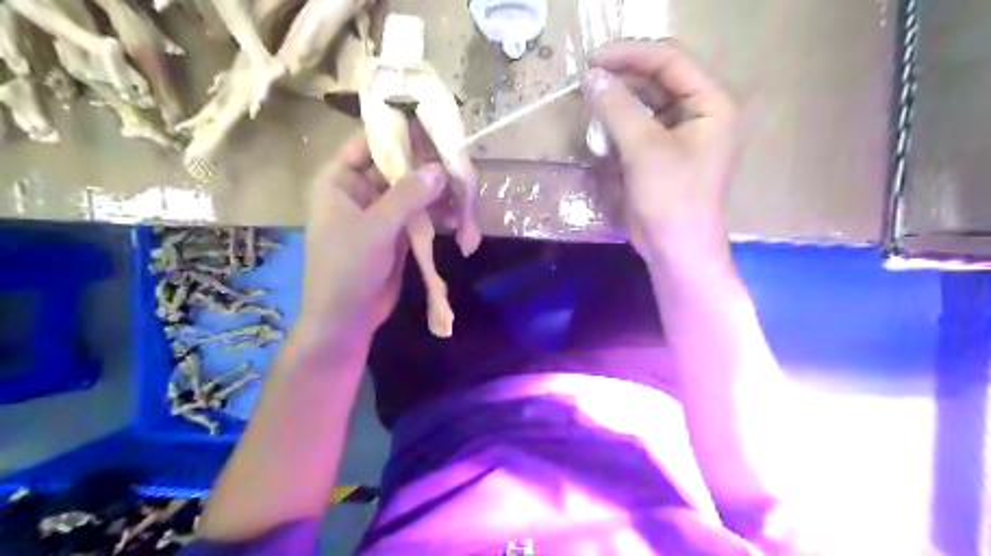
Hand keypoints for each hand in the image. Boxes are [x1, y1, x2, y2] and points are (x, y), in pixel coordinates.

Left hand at [298, 132, 445, 340]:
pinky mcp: (398, 231)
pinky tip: (457, 218)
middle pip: (397, 166)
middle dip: (427, 167)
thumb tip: (439, 168)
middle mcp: (360, 190)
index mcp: (340, 180)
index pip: (369, 143)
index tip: (432, 125)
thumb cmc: (347, 269)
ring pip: (413, 191)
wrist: (347, 317)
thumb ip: (407, 196)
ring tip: (463, 194)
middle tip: (458, 163)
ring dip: (437, 194)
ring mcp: (382, 212)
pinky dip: (437, 214)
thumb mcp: (375, 228)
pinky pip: (420, 214)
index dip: (398, 132)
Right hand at [587, 40, 734, 263]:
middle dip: (623, 77)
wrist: (676, 250)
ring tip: (590, 102)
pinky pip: (640, 126)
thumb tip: (592, 77)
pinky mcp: (663, 153)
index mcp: (710, 103)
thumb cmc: (671, 198)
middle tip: (587, 79)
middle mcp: (699, 112)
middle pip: (659, 79)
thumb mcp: (644, 149)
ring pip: (647, 103)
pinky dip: (620, 125)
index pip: (670, 61)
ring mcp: (681, 134)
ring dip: (619, 102)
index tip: (594, 59)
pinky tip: (601, 129)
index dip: (631, 54)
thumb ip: (618, 109)